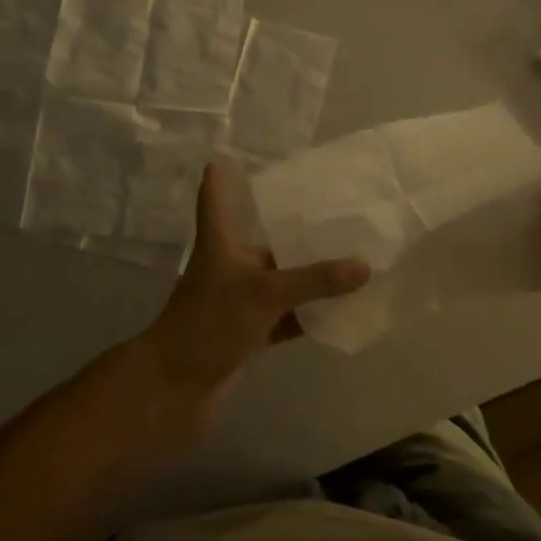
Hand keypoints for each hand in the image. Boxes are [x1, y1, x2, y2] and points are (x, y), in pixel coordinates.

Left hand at [140, 162, 370, 419]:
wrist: (175, 388)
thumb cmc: (210, 322)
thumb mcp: (264, 293)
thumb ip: (315, 279)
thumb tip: (365, 264)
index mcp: (221, 241)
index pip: (215, 195)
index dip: (222, 173)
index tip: (235, 152)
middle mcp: (230, 265)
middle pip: (263, 236)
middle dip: (295, 225)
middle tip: (337, 207)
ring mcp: (240, 301)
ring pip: (280, 279)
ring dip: (309, 273)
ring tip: (352, 254)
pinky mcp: (249, 332)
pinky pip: (287, 316)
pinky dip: (309, 313)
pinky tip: (341, 308)